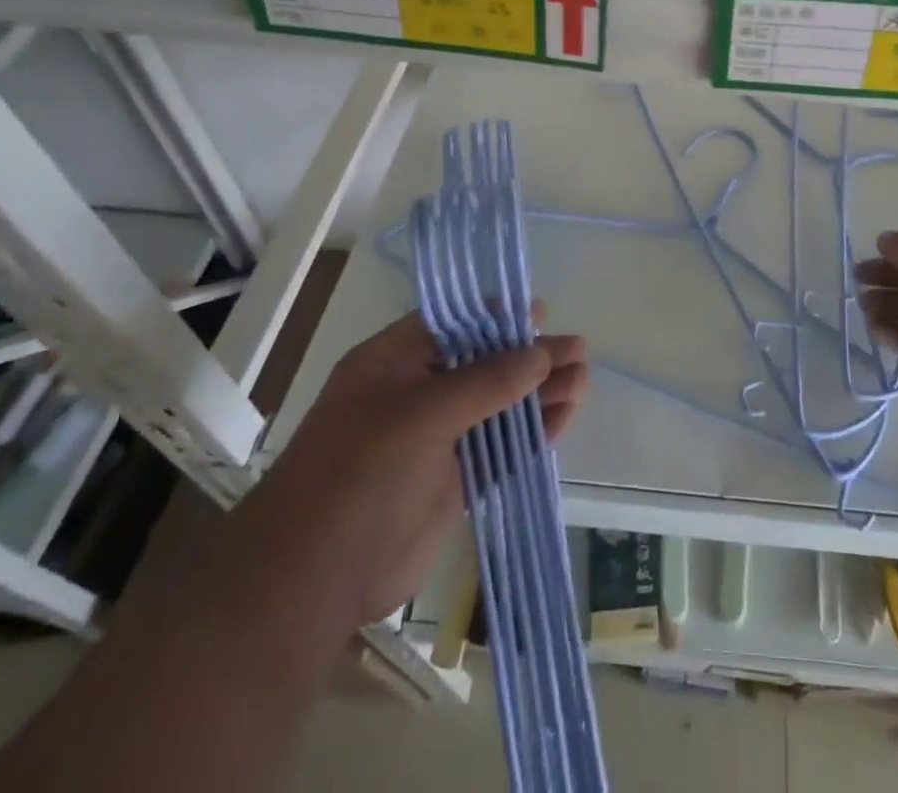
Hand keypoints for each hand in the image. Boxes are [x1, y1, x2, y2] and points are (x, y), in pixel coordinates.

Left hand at [215, 309, 587, 631]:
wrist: (312, 584)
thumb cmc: (357, 476)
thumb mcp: (419, 415)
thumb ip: (485, 382)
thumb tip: (541, 353)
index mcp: (393, 363)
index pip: (452, 325)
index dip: (497, 317)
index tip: (541, 313)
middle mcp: (417, 395)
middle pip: (485, 364)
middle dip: (531, 356)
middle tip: (579, 349)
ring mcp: (437, 441)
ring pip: (499, 406)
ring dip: (540, 393)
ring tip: (585, 379)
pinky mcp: (454, 482)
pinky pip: (501, 449)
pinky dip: (533, 434)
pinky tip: (566, 418)